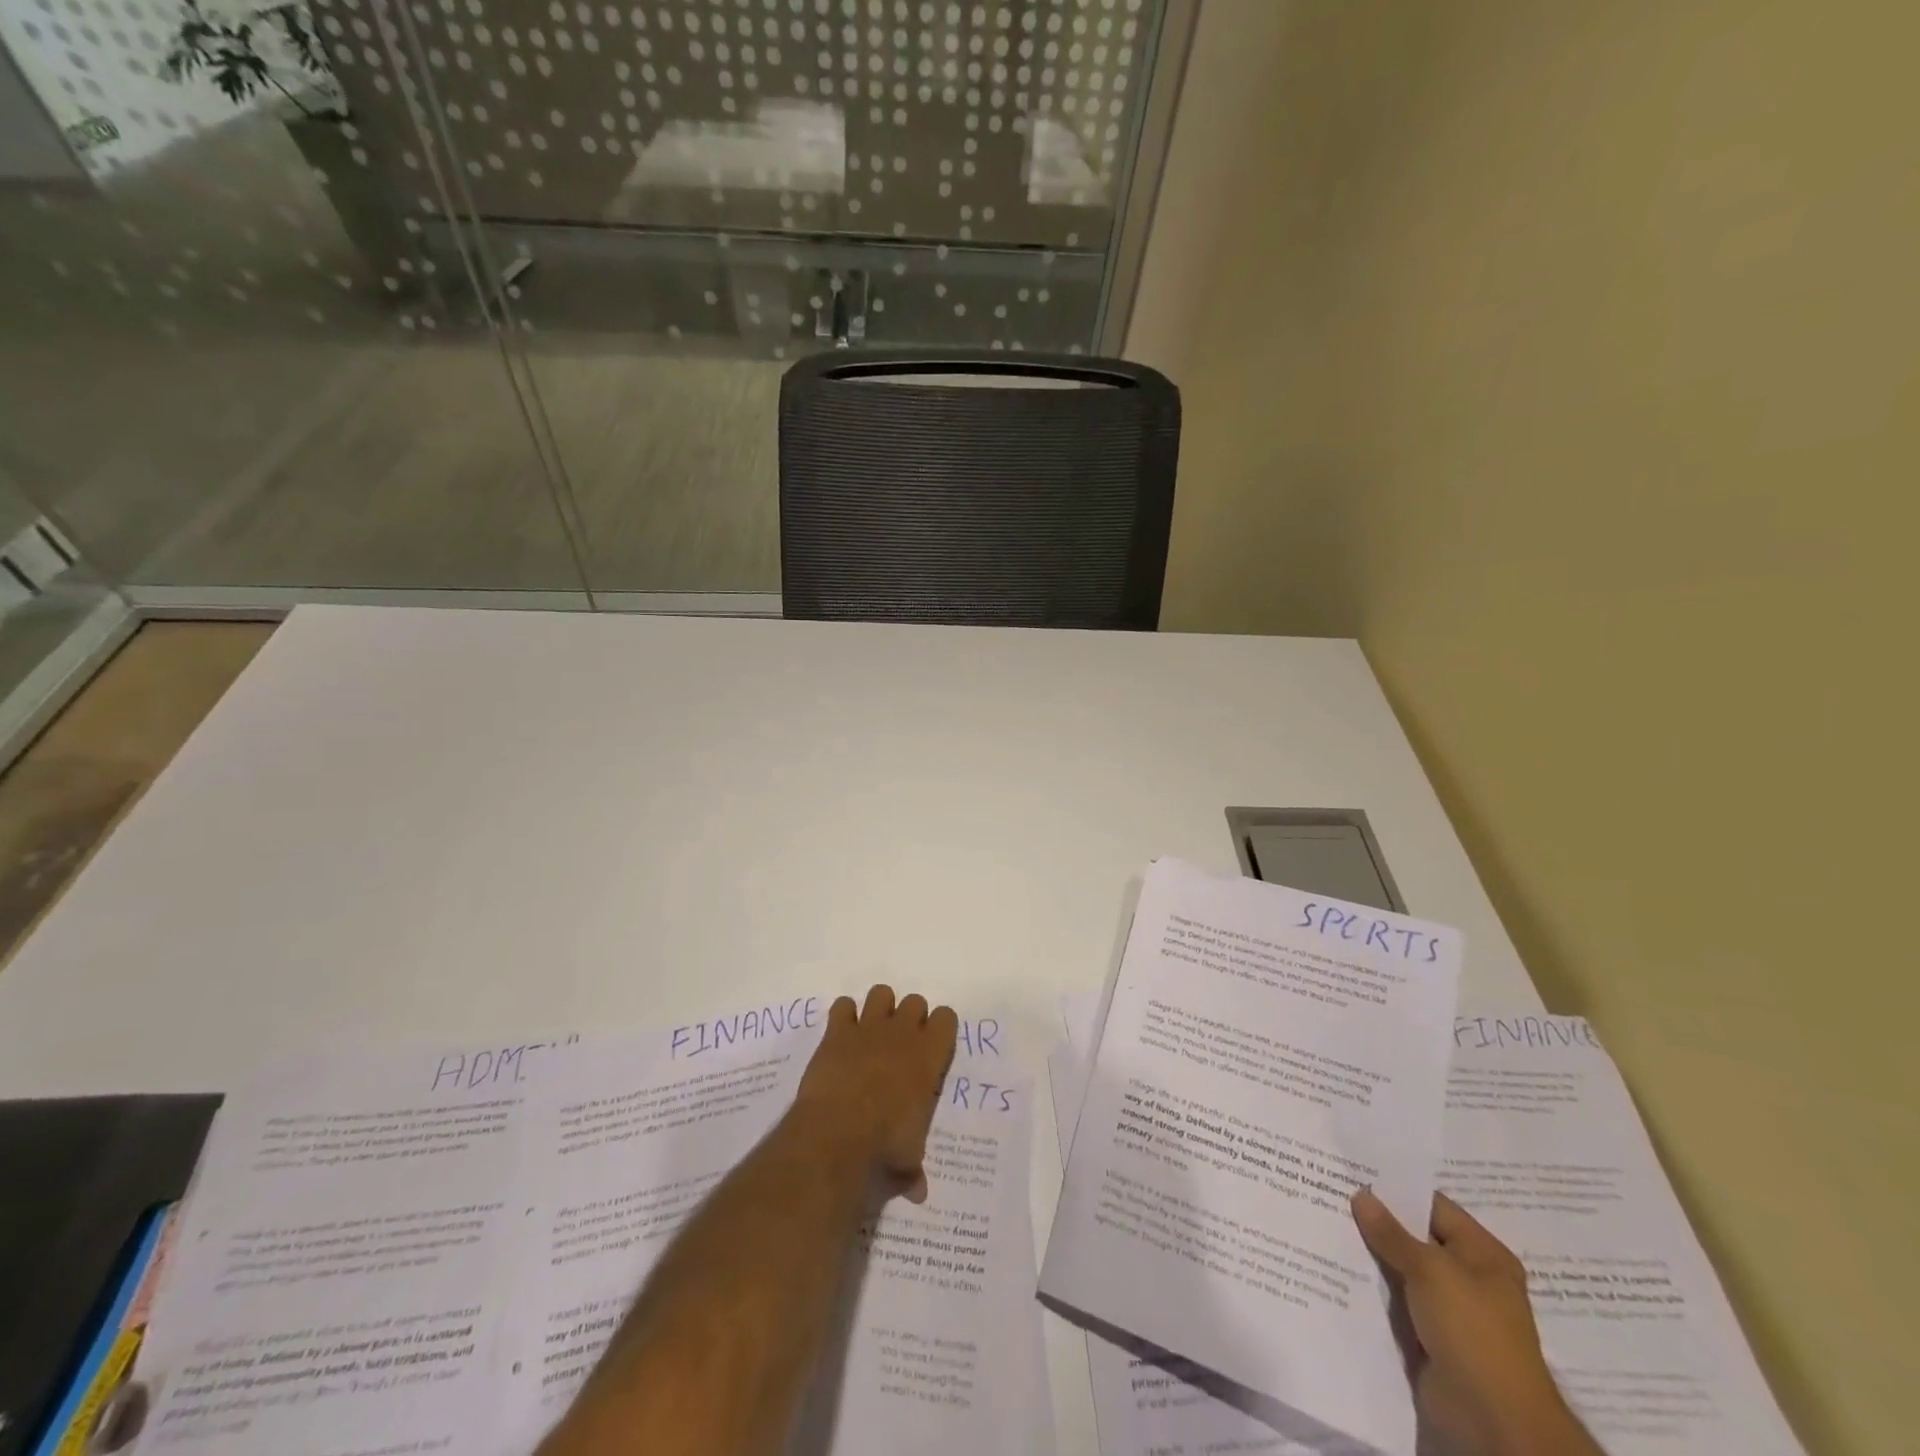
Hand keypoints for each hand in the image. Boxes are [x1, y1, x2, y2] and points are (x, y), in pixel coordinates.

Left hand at [793, 985, 957, 1203]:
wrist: (837, 1132)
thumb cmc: (884, 1144)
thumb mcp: (907, 1159)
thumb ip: (913, 1168)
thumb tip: (918, 1192)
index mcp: (929, 1056)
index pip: (946, 1018)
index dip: (939, 1027)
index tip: (932, 1044)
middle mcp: (902, 1033)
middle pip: (914, 1001)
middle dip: (909, 1017)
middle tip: (900, 1043)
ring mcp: (868, 1028)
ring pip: (881, 993)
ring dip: (878, 1009)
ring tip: (871, 1034)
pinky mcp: (837, 1032)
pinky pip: (842, 1006)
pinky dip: (843, 1017)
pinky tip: (841, 1036)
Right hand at [1351, 1189, 1602, 1455]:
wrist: (1492, 1420)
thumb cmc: (1472, 1330)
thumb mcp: (1430, 1270)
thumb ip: (1391, 1232)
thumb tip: (1361, 1194)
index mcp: (1482, 1254)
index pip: (1433, 1206)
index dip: (1395, 1190)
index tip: (1352, 1172)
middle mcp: (1468, 1277)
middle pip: (1415, 1238)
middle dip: (1376, 1222)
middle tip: (1329, 1192)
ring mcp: (1448, 1310)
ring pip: (1401, 1270)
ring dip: (1370, 1256)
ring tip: (1323, 1223)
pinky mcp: (1429, 1337)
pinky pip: (1395, 1302)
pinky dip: (1371, 1288)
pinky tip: (1335, 1267)